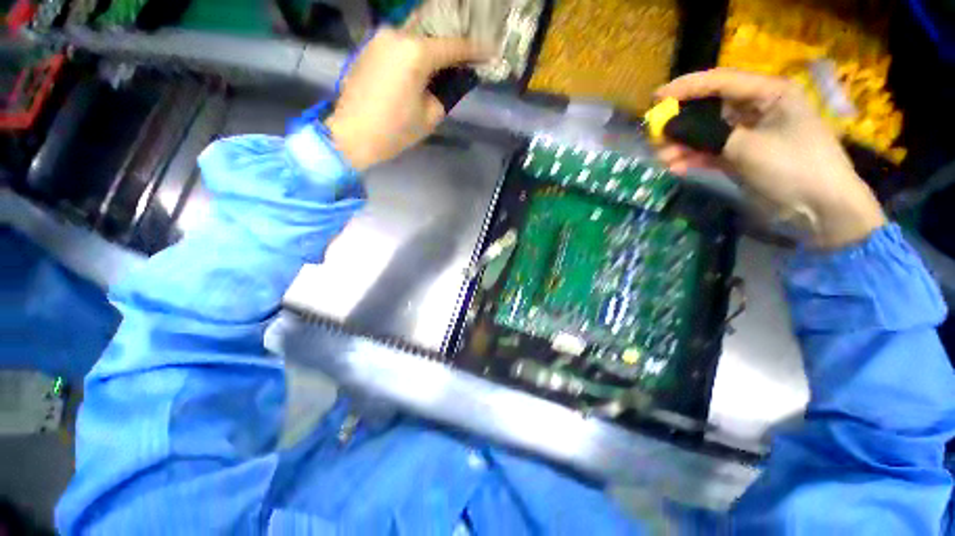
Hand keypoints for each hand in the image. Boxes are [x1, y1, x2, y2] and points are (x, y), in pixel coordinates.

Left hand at [325, 28, 488, 170]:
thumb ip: (447, 92)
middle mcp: (397, 34)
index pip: (454, 47)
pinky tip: (420, 69)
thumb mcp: (430, 116)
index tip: (491, 53)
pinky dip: (413, 54)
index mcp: (416, 52)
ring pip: (415, 40)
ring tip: (444, 66)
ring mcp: (380, 38)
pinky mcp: (369, 47)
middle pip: (434, 38)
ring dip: (431, 52)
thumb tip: (454, 79)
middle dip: (451, 50)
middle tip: (466, 61)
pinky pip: (399, 46)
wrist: (351, 134)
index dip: (475, 51)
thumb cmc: (395, 130)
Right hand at [655, 68, 885, 248]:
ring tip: (661, 158)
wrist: (818, 209)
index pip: (720, 82)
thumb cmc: (792, 167)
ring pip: (706, 133)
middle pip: (709, 108)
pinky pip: (710, 152)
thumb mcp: (746, 146)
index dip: (686, 87)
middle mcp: (756, 109)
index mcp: (768, 93)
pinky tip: (676, 168)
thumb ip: (706, 135)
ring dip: (682, 145)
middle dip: (680, 121)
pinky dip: (693, 159)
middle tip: (654, 134)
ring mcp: (747, 134)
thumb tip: (670, 128)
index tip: (655, 98)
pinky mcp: (740, 156)